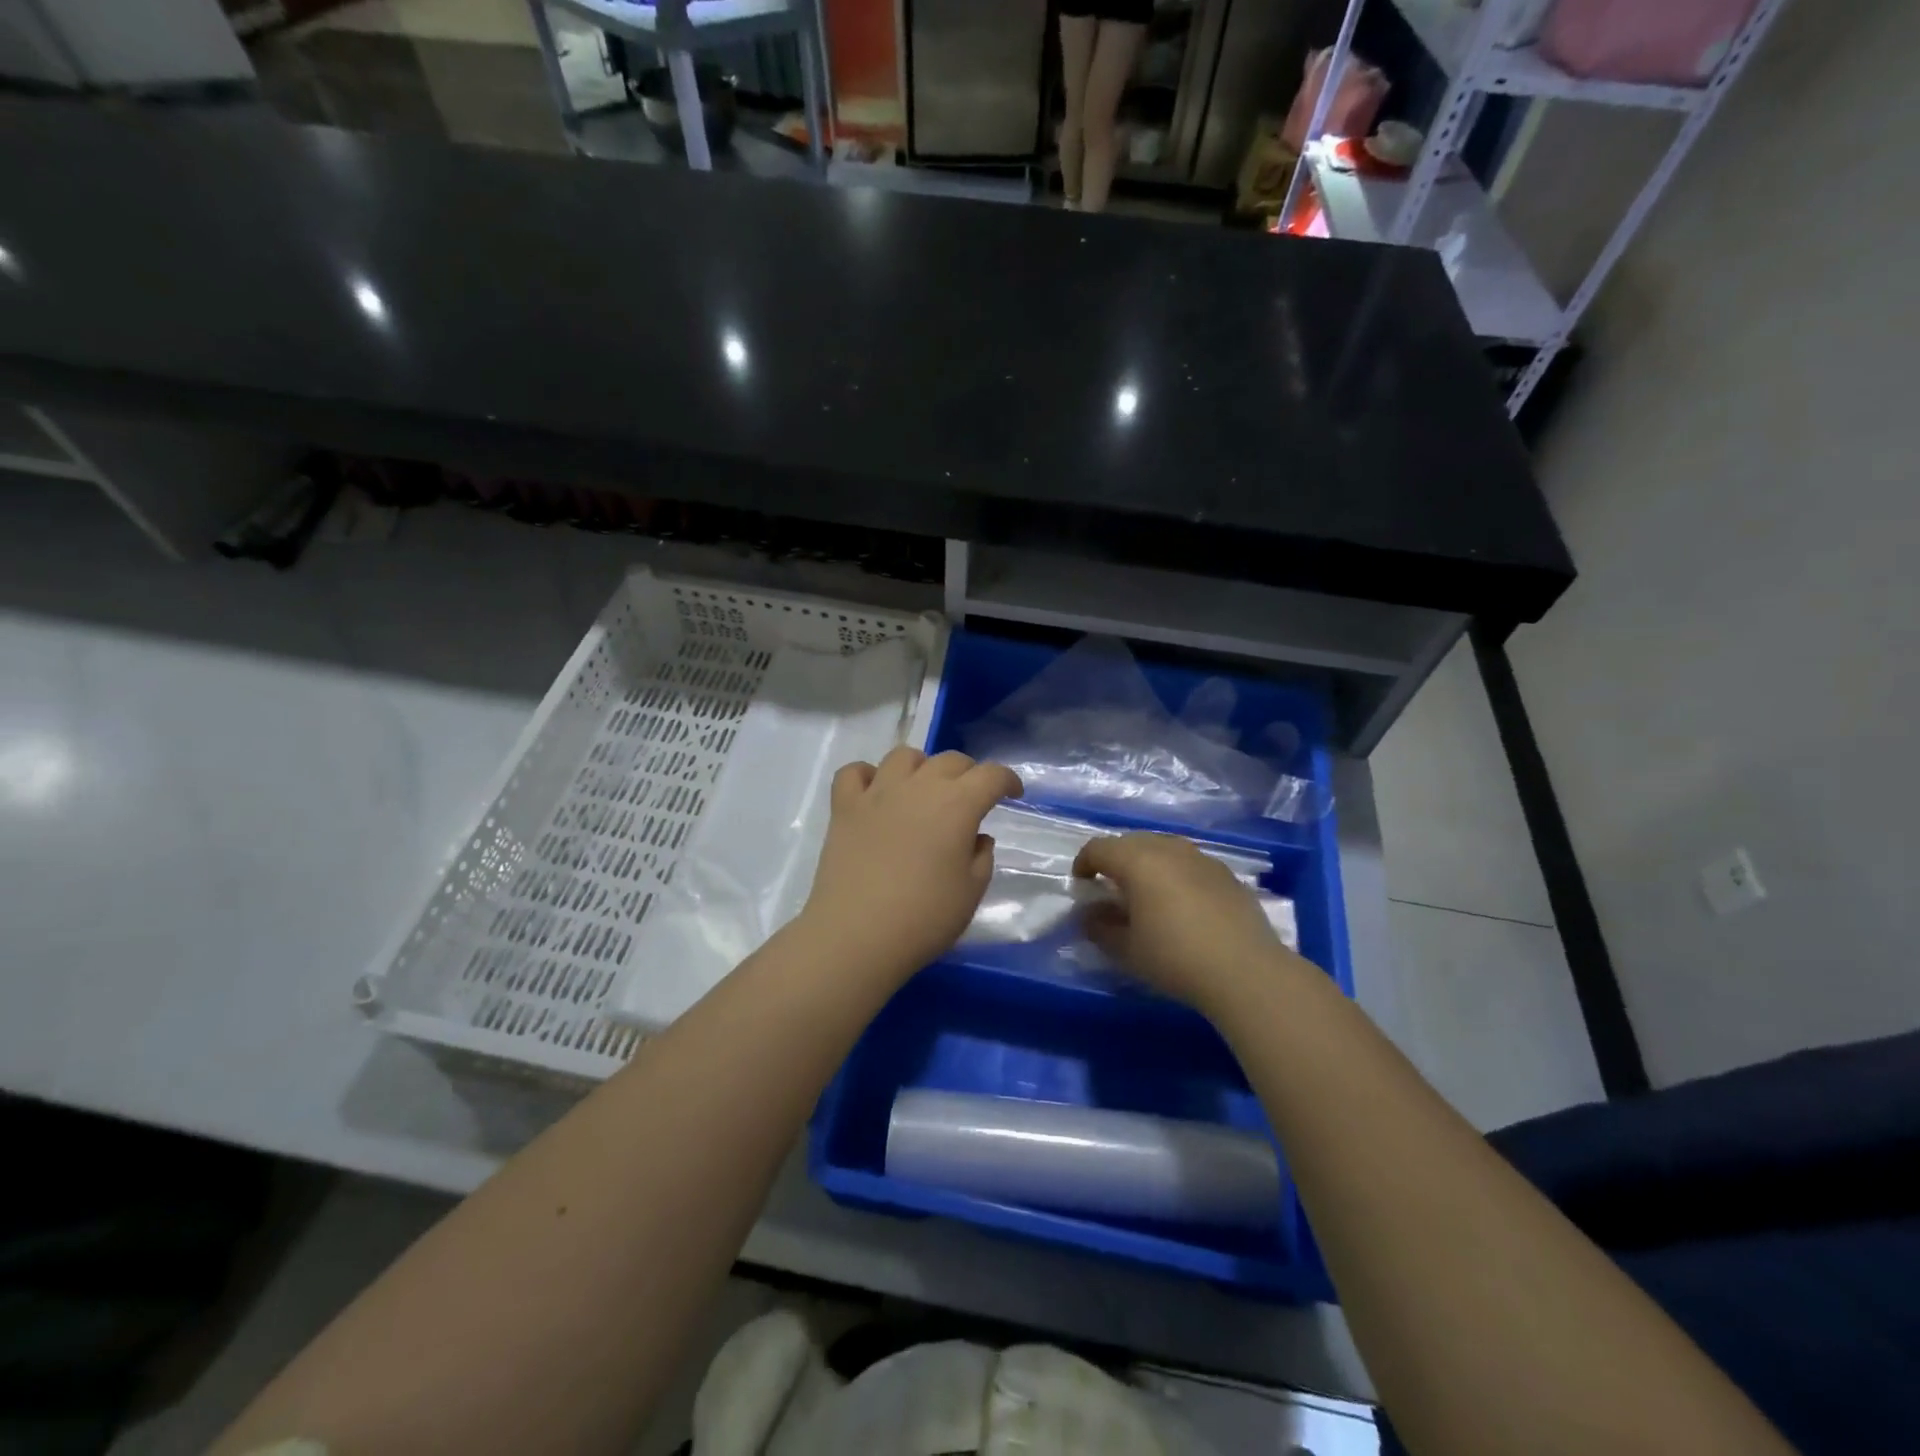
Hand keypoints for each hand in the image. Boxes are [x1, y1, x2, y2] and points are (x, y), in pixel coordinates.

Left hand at [800, 747, 1021, 979]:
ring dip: (921, 767)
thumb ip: (981, 857)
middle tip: (971, 798)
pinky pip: (854, 772)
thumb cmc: (924, 918)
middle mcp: (918, 787)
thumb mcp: (971, 892)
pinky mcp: (844, 807)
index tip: (1013, 794)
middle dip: (968, 773)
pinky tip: (875, 793)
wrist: (857, 936)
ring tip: (923, 791)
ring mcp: (877, 793)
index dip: (1008, 780)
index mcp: (957, 804)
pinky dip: (868, 776)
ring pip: (903, 756)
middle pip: (950, 760)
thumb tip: (976, 837)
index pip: (991, 775)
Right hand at [1073, 833, 1298, 1007]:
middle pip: (1131, 842)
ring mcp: (1201, 858)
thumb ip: (1099, 927)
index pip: (1099, 847)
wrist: (1245, 970)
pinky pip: (1189, 863)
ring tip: (1146, 894)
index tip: (1081, 885)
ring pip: (1163, 848)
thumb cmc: (1175, 957)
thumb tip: (1088, 914)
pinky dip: (1175, 874)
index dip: (1084, 863)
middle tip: (1111, 889)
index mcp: (1138, 860)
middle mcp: (1168, 848)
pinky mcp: (1226, 874)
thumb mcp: (1126, 949)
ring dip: (1147, 864)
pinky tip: (1182, 904)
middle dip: (1115, 860)